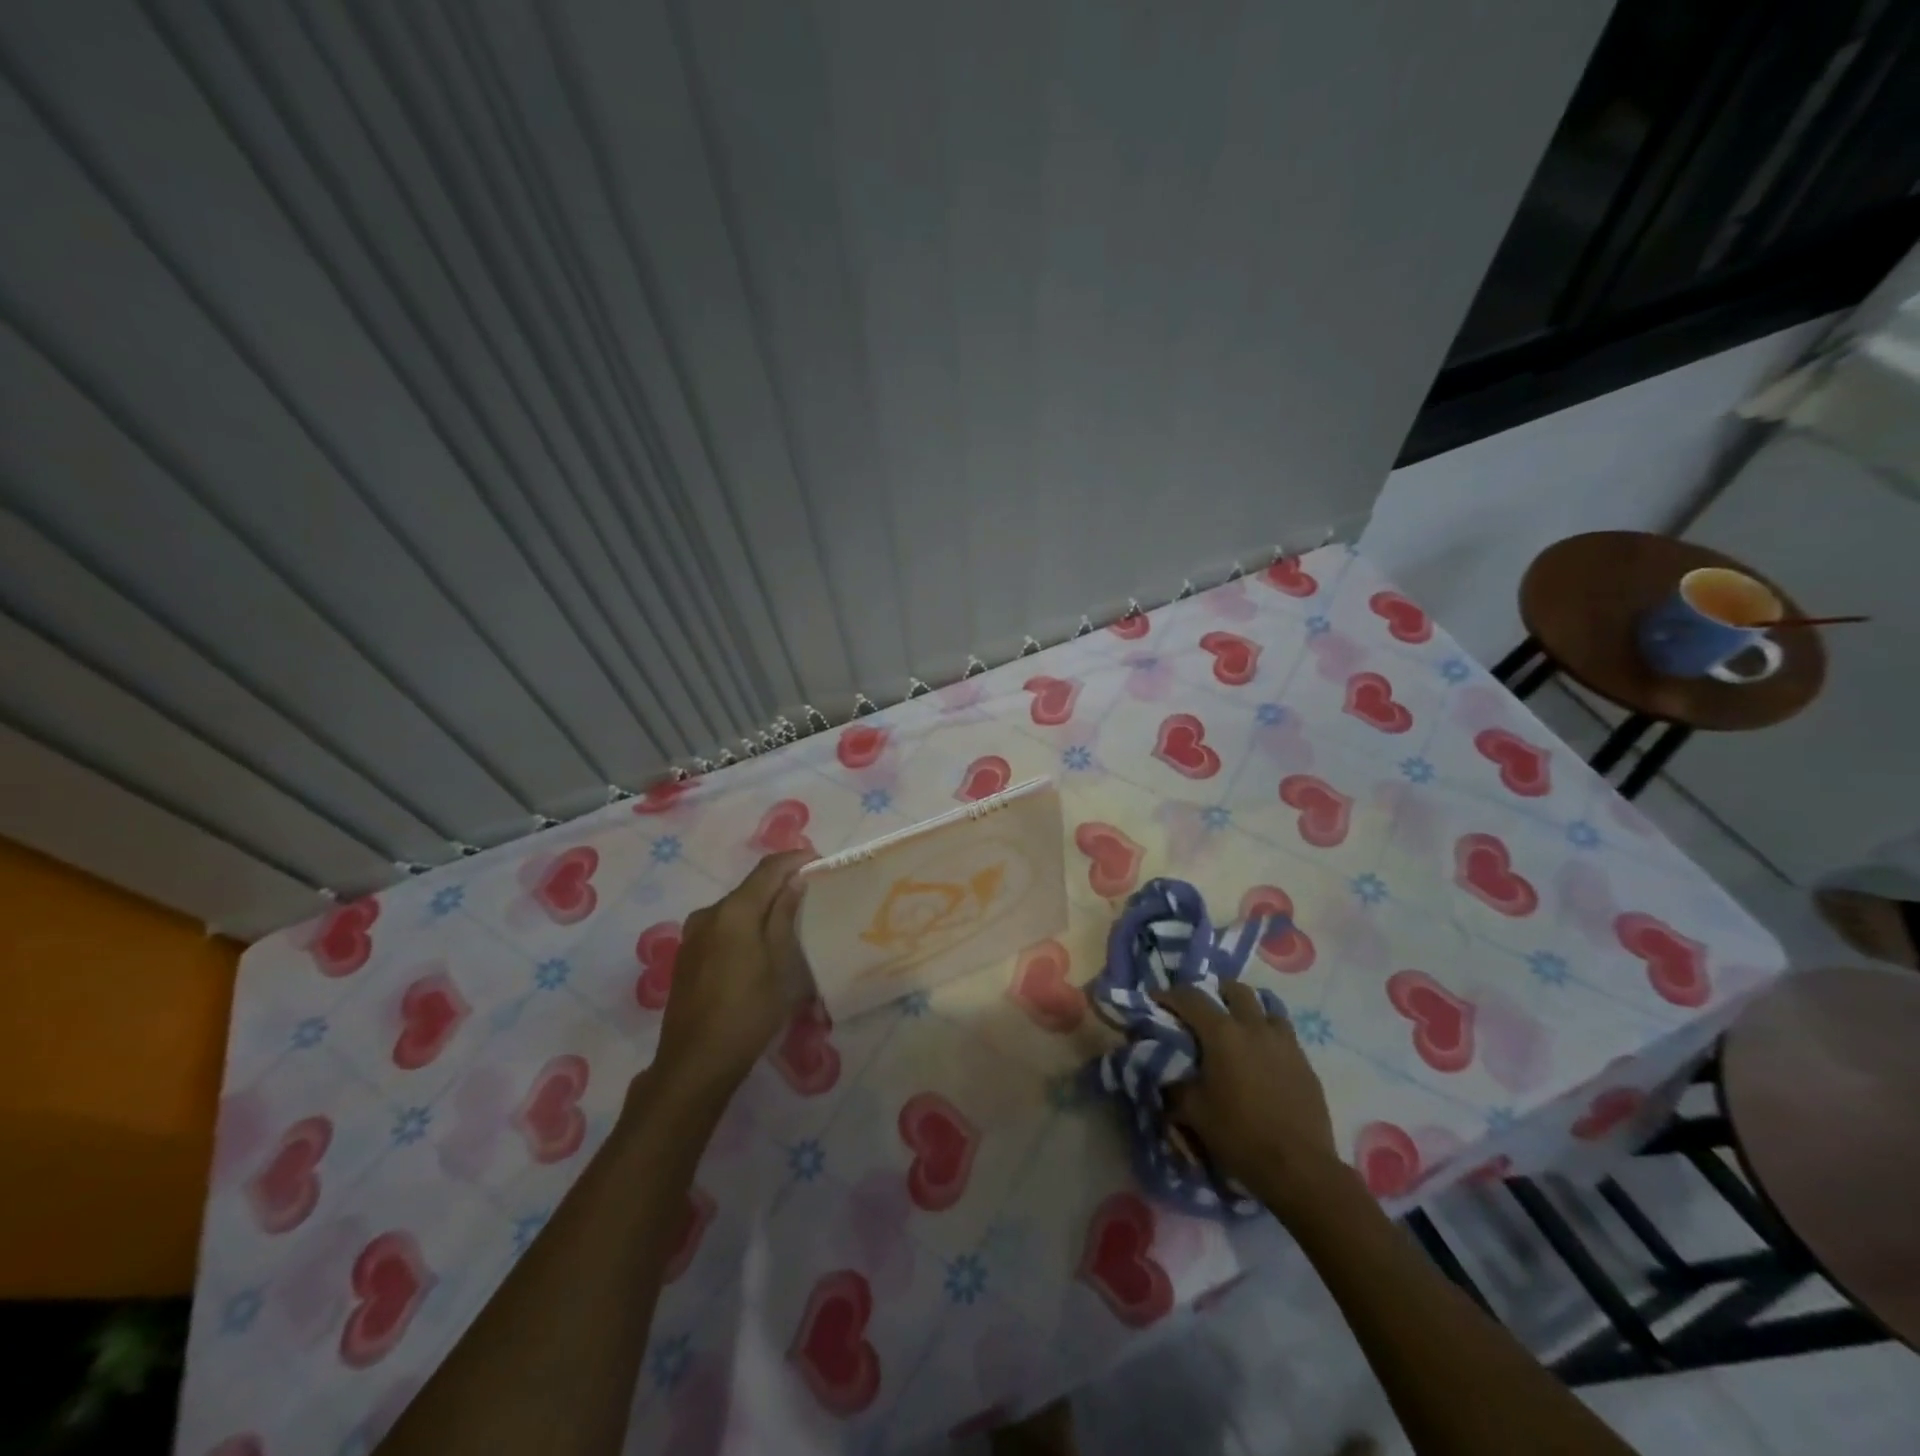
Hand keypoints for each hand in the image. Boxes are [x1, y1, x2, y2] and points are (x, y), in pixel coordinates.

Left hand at [648, 852, 813, 1105]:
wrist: (696, 1062)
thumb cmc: (749, 1011)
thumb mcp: (781, 963)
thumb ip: (785, 916)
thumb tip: (794, 880)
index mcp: (734, 910)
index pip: (769, 868)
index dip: (795, 859)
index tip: (820, 862)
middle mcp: (709, 913)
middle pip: (751, 888)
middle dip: (780, 885)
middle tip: (811, 895)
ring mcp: (693, 935)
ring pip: (736, 909)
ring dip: (762, 908)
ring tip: (789, 923)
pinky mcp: (687, 957)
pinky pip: (722, 928)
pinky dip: (744, 927)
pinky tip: (759, 948)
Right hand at [1156, 980, 1341, 1211]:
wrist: (1300, 1169)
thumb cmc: (1240, 1135)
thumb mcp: (1194, 1112)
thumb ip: (1175, 1085)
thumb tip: (1164, 1074)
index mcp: (1223, 1034)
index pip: (1191, 997)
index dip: (1169, 995)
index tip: (1157, 1000)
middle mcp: (1255, 1028)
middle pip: (1235, 990)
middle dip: (1215, 992)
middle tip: (1203, 1010)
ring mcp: (1285, 1043)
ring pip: (1267, 1007)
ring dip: (1248, 1010)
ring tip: (1238, 1027)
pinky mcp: (1305, 1063)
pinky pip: (1284, 1035)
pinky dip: (1269, 1035)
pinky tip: (1263, 1057)